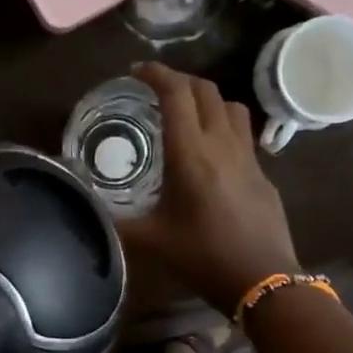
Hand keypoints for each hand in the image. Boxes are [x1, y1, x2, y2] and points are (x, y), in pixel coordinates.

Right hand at [122, 62, 299, 314]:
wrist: (264, 280)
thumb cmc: (204, 256)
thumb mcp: (152, 240)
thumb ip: (117, 222)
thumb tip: (88, 211)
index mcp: (190, 153)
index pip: (176, 94)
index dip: (156, 74)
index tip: (136, 71)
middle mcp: (221, 144)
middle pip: (205, 90)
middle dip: (179, 80)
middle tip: (156, 90)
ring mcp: (248, 156)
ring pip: (230, 106)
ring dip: (206, 98)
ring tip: (186, 112)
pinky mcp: (262, 172)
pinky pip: (243, 133)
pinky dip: (223, 124)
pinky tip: (210, 150)